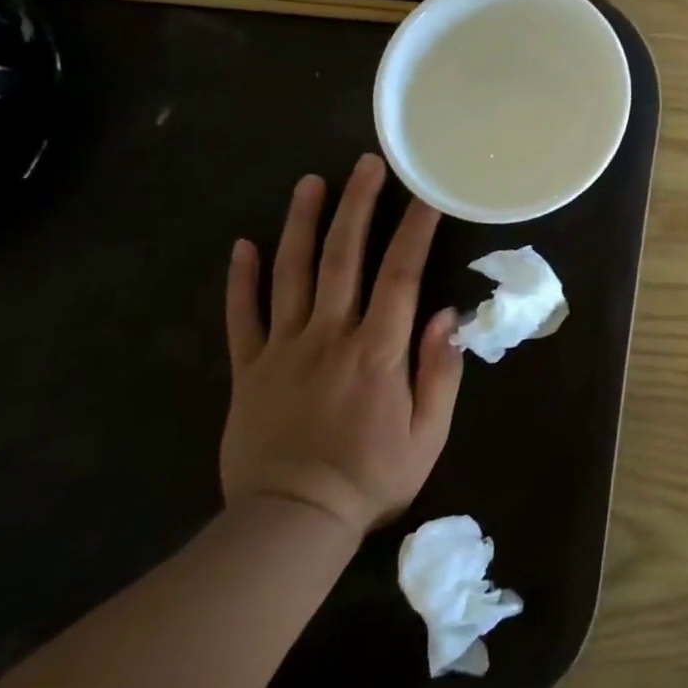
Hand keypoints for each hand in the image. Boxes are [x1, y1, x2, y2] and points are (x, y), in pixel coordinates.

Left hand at [222, 154, 462, 534]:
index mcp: (377, 350)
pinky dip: (242, 280)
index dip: (414, 229)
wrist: (291, 523)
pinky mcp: (248, 370)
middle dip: (356, 206)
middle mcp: (329, 335)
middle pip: (342, 258)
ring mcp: (283, 349)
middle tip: (365, 164)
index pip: (400, 274)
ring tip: (309, 183)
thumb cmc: (372, 477)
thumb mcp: (428, 433)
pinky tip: (244, 245)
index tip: (426, 193)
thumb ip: (440, 371)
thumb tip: (445, 314)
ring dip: (301, 224)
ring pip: (290, 274)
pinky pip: (242, 317)